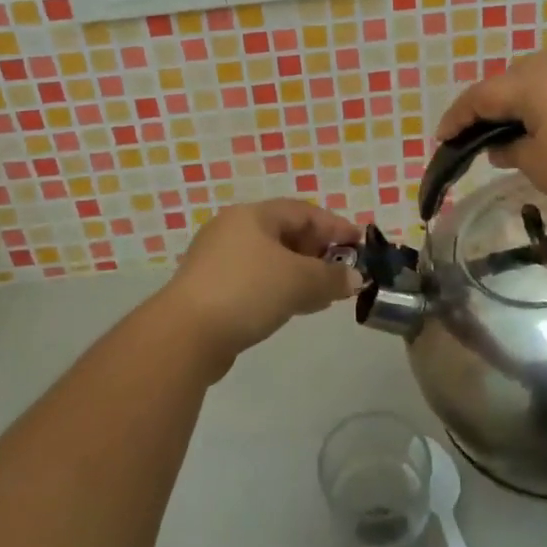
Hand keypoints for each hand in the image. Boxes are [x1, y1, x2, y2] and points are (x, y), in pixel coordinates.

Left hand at [158, 200, 361, 376]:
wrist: (185, 335)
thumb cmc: (247, 291)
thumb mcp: (299, 281)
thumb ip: (331, 278)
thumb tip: (354, 279)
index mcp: (252, 215)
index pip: (303, 211)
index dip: (335, 226)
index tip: (360, 243)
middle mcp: (233, 229)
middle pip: (285, 233)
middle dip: (318, 251)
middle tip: (342, 270)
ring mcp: (218, 260)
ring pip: (271, 259)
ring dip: (301, 273)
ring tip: (324, 293)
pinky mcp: (210, 289)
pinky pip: (256, 280)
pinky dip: (280, 287)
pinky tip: (294, 307)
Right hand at [434, 46, 546, 231]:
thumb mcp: (539, 166)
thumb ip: (511, 149)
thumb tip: (502, 145)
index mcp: (534, 78)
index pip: (481, 95)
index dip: (457, 118)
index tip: (441, 141)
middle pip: (510, 81)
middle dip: (490, 108)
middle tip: (477, 138)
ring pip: (540, 80)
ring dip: (521, 104)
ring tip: (513, 134)